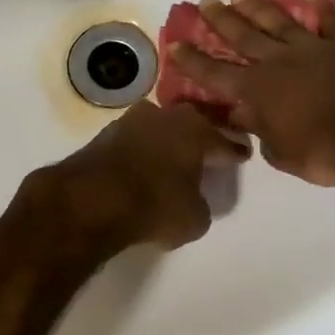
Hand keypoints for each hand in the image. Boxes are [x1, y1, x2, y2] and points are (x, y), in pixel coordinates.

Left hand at [41, 101, 250, 250]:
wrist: (91, 200)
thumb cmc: (155, 205)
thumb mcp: (194, 218)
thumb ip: (201, 202)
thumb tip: (193, 198)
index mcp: (197, 131)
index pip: (224, 141)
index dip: (234, 151)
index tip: (242, 155)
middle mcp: (167, 116)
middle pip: (191, 124)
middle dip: (200, 136)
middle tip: (207, 151)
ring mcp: (132, 120)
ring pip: (159, 128)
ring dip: (166, 140)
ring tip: (172, 158)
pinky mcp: (104, 134)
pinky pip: (134, 141)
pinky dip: (141, 150)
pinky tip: (142, 165)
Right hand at [166, 0, 334, 185]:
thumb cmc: (326, 152)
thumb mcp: (284, 155)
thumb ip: (262, 133)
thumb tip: (246, 118)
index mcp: (259, 91)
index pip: (216, 74)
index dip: (194, 61)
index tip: (175, 43)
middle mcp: (280, 62)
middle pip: (244, 36)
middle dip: (221, 19)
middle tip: (206, 1)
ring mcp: (315, 48)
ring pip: (280, 21)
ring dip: (259, 6)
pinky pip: (332, 22)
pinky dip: (321, 10)